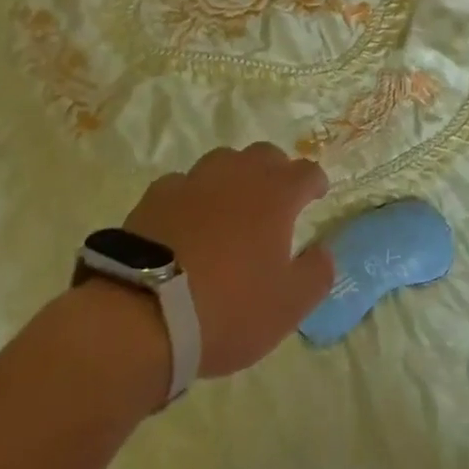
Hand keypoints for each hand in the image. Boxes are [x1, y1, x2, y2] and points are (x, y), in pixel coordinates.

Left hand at [120, 142, 333, 380]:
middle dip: (276, 171)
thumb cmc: (229, 307)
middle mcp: (237, 174)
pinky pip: (183, 184)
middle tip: (276, 198)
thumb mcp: (288, 305)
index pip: (306, 171)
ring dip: (233, 177)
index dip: (315, 181)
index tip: (317, 194)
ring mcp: (194, 180)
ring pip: (223, 162)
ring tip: (231, 205)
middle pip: (264, 155)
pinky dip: (192, 197)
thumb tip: (323, 251)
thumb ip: (316, 273)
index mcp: (275, 194)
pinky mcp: (156, 195)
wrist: (145, 313)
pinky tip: (187, 220)